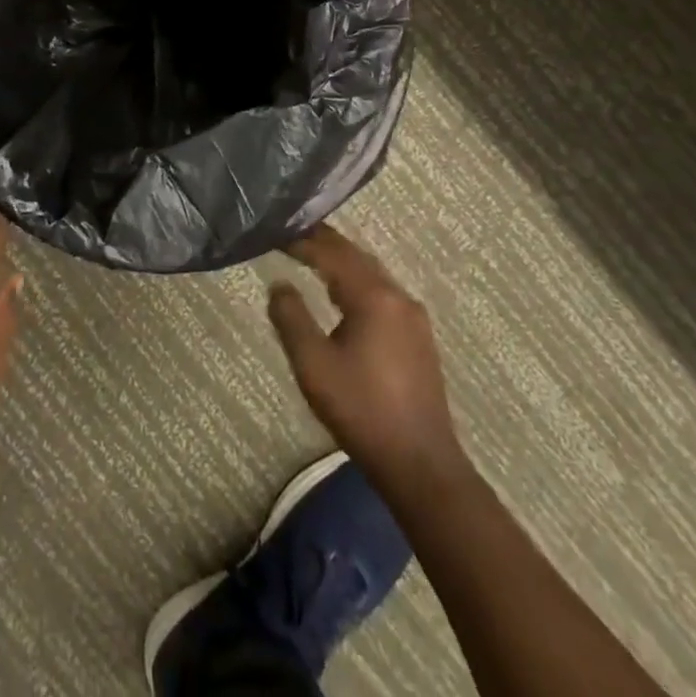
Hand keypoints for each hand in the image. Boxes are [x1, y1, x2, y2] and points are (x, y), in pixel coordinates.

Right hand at [268, 224, 469, 486]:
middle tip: (292, 234)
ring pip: (371, 273)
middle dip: (324, 243)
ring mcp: (413, 317)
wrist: (420, 463)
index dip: (303, 240)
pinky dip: (356, 281)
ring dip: (341, 262)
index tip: (275, 232)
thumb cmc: (361, 410)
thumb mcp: (313, 364)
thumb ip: (291, 317)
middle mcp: (398, 297)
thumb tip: (279, 283)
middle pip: (356, 256)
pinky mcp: (418, 337)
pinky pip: (382, 292)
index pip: (332, 253)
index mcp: (373, 297)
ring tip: (312, 256)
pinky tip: (342, 294)